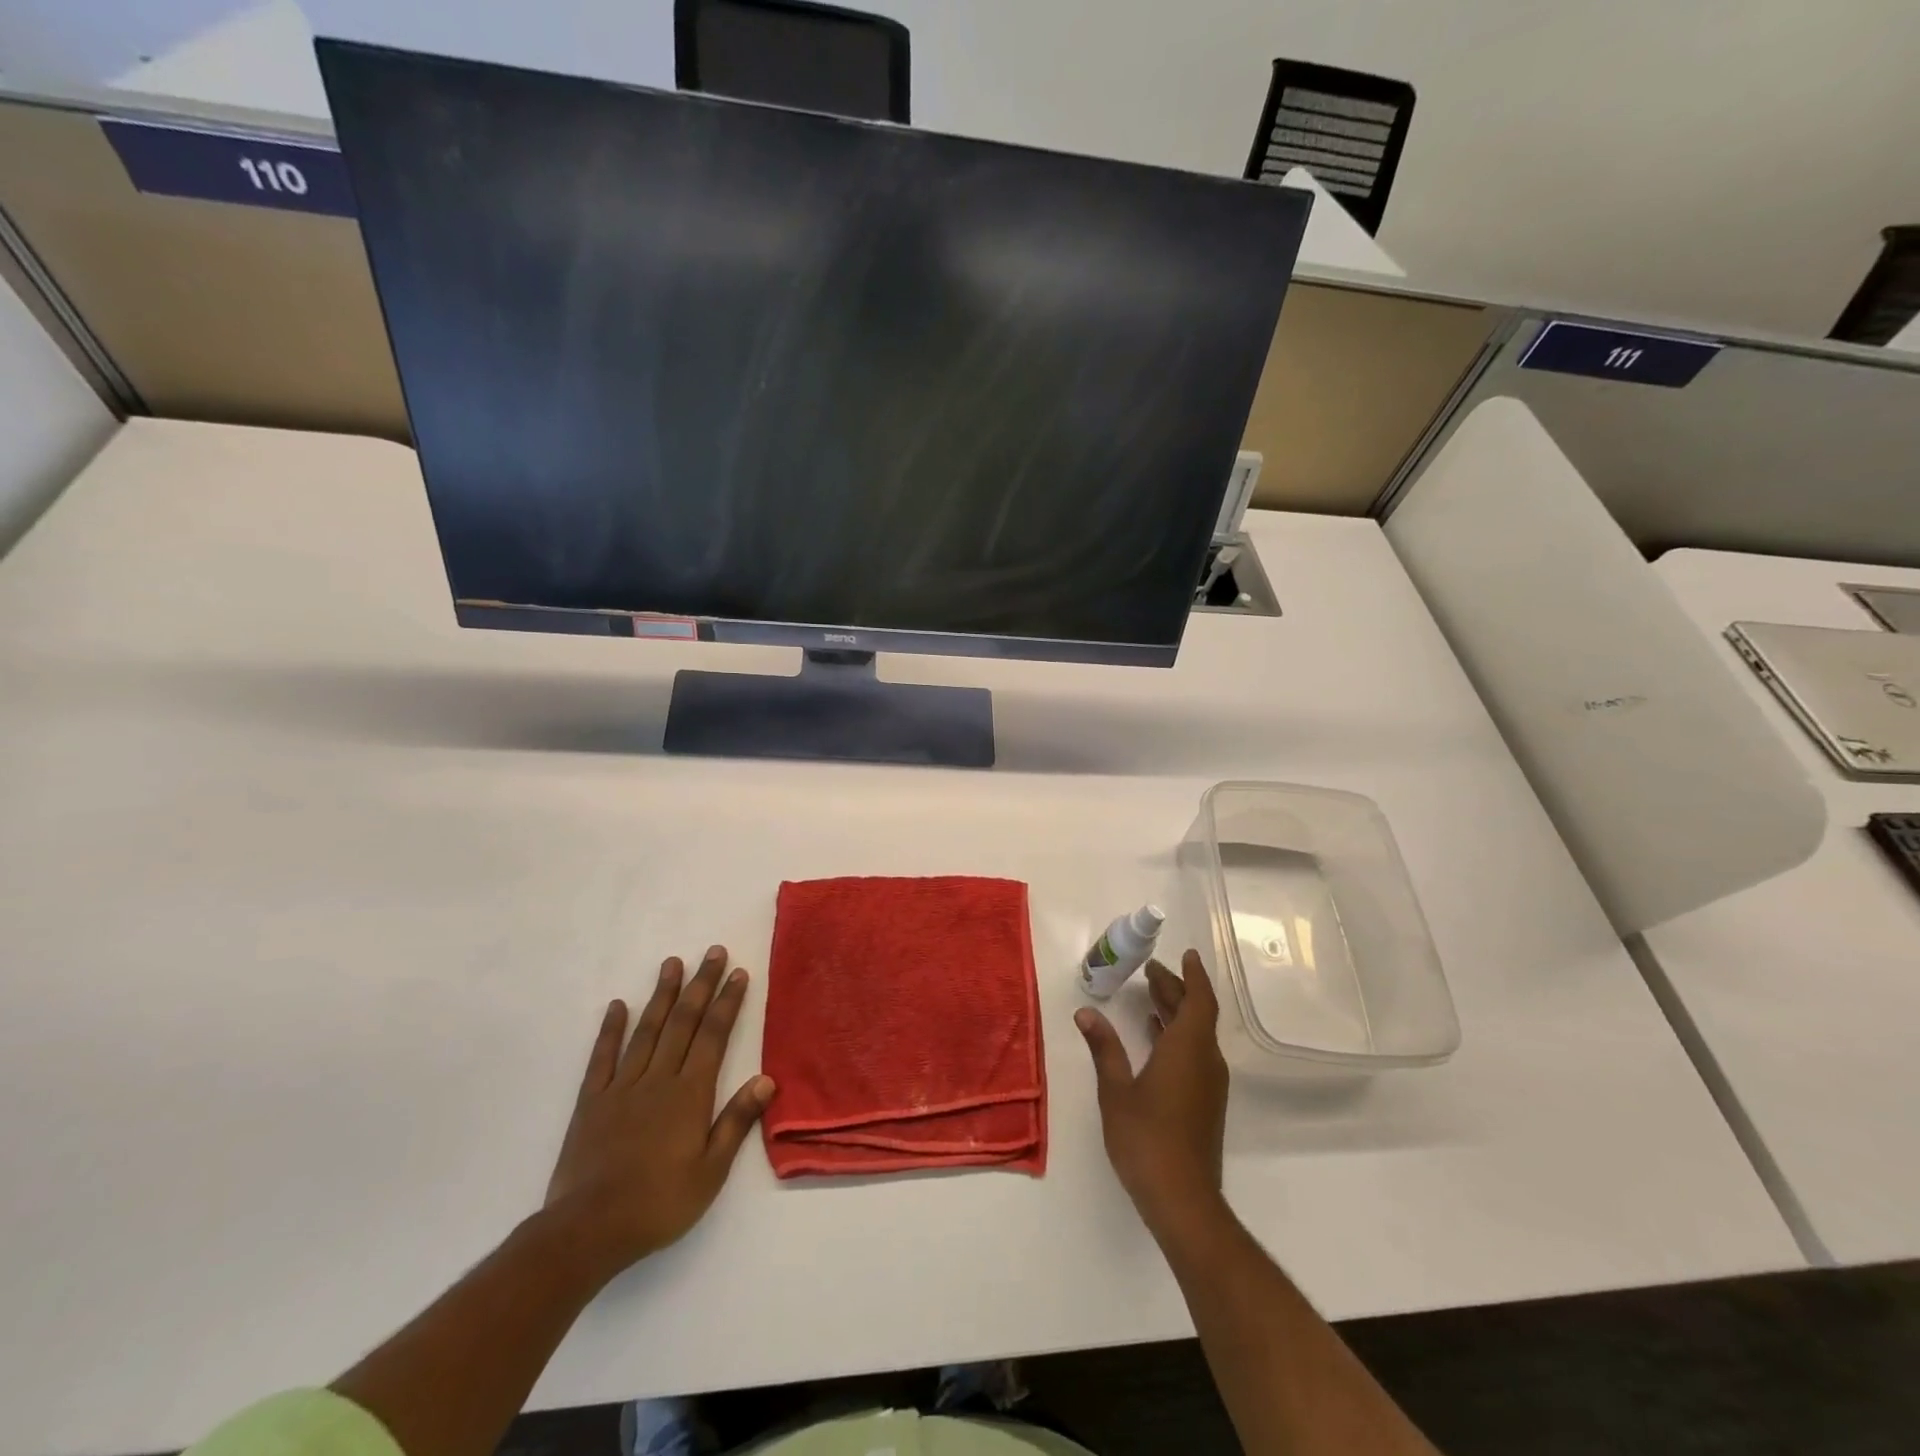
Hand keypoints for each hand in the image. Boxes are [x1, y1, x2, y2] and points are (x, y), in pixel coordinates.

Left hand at [544, 946, 774, 1277]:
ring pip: (647, 1030)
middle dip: (700, 985)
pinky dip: (611, 1029)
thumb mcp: (710, 1172)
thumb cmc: (658, 1204)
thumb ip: (737, 1121)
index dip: (727, 1002)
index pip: (714, 1036)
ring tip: (672, 963)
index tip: (738, 973)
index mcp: (690, 1094)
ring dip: (662, 995)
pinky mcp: (591, 1101)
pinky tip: (618, 1005)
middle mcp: (659, 1079)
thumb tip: (766, 1078)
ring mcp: (622, 1086)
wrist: (588, 1230)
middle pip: (684, 1022)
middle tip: (712, 952)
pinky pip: (603, 1057)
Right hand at [1075, 949, 1229, 1239]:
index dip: (1192, 975)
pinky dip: (1178, 1035)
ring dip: (1177, 1012)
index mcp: (1188, 1049)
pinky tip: (1157, 1038)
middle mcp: (1205, 1060)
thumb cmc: (1146, 1139)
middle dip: (1176, 989)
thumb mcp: (1116, 1090)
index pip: (1198, 1000)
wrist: (1183, 1200)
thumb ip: (1104, 1048)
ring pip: (1197, 1034)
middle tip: (1151, 972)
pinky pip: (1196, 1052)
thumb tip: (1086, 1013)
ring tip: (1151, 996)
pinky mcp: (1206, 1102)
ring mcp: (1209, 1083)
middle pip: (1197, 1014)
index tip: (1185, 954)